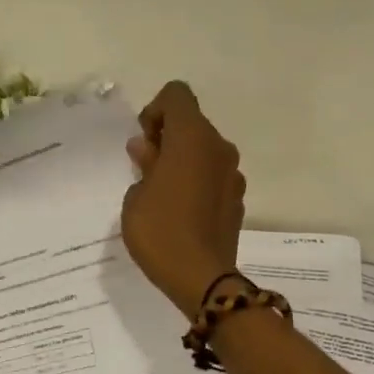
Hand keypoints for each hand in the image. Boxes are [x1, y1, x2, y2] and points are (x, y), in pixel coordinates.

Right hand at [121, 81, 246, 317]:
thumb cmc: (160, 231)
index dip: (155, 111)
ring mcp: (233, 174)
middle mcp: (218, 147)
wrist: (202, 278)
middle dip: (168, 138)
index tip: (144, 142)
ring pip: (204, 151)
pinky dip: (197, 181)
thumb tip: (148, 148)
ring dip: (183, 161)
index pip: (176, 95)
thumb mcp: (136, 197)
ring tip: (162, 194)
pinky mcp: (238, 198)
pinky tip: (181, 212)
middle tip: (146, 170)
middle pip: (192, 123)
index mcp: (192, 138)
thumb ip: (144, 165)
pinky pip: (213, 176)